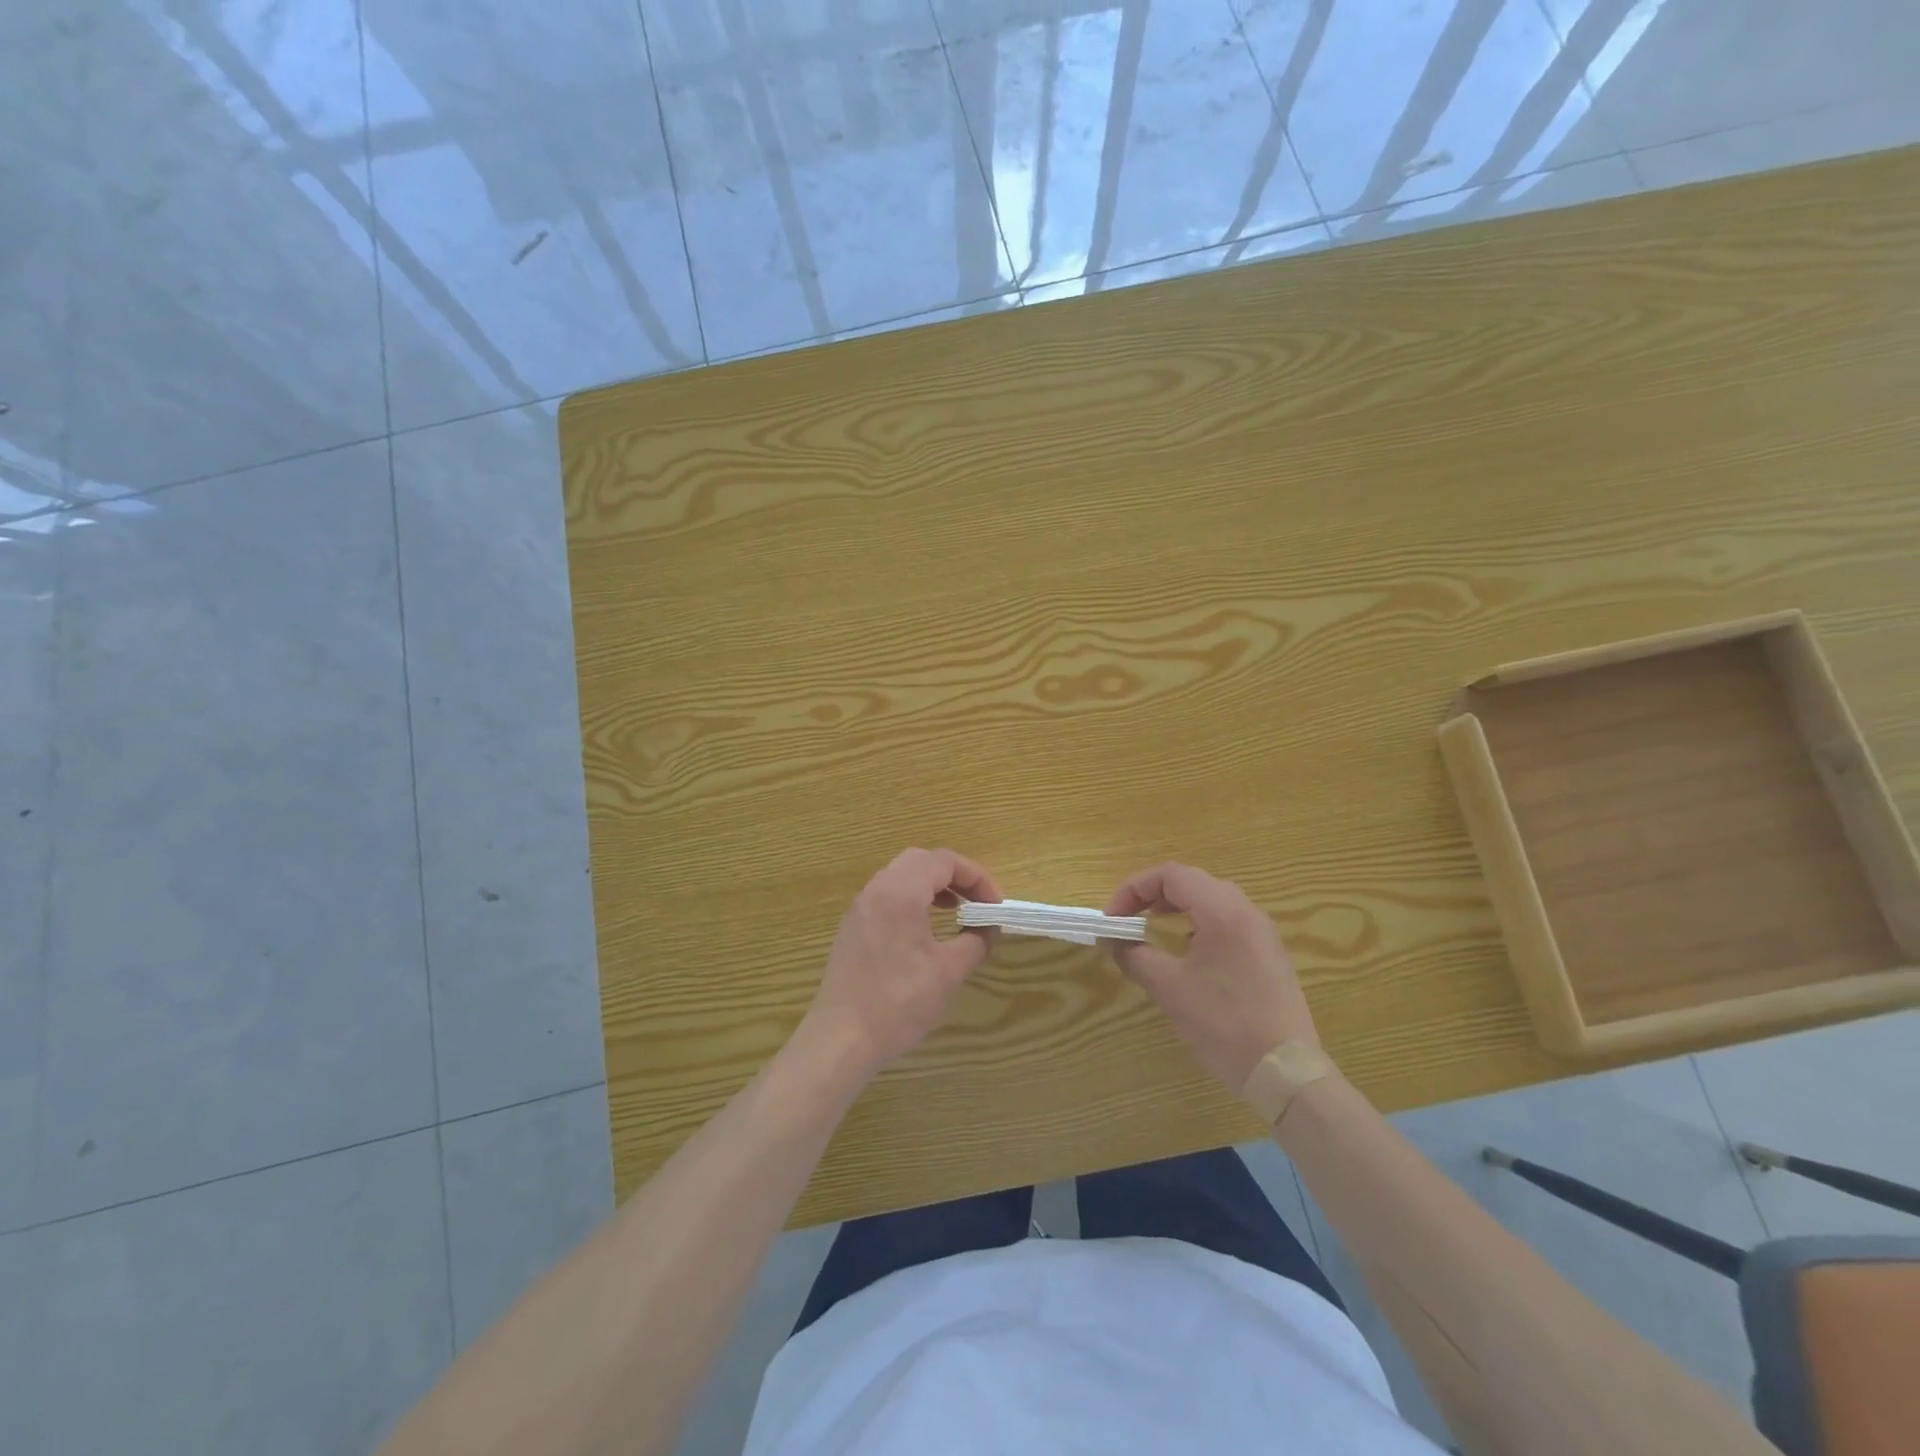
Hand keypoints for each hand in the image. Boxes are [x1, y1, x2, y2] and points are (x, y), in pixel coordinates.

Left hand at [802, 848, 1000, 1076]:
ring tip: (955, 912)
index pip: (944, 861)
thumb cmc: (898, 1003)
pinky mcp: (852, 928)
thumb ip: (975, 942)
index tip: (994, 906)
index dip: (976, 877)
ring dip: (932, 886)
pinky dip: (912, 899)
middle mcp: (876, 890)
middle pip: (920, 860)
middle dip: (954, 875)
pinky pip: (886, 895)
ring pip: (901, 875)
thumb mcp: (948, 973)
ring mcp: (860, 908)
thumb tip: (988, 928)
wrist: (841, 1040)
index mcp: (900, 892)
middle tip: (976, 903)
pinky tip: (924, 930)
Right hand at [1105, 863, 1318, 1089]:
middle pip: (1192, 881)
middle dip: (1152, 894)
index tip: (1113, 919)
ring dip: (1175, 907)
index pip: (1170, 875)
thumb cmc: (1224, 1023)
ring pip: (1211, 899)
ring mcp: (1262, 932)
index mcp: (1222, 910)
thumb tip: (1112, 940)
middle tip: (1127, 920)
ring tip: (1151, 929)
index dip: (1133, 889)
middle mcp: (1246, 910)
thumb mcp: (1169, 988)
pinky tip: (1187, 952)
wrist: (1286, 1073)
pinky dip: (1198, 922)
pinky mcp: (1269, 953)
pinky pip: (1227, 920)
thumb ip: (1134, 955)